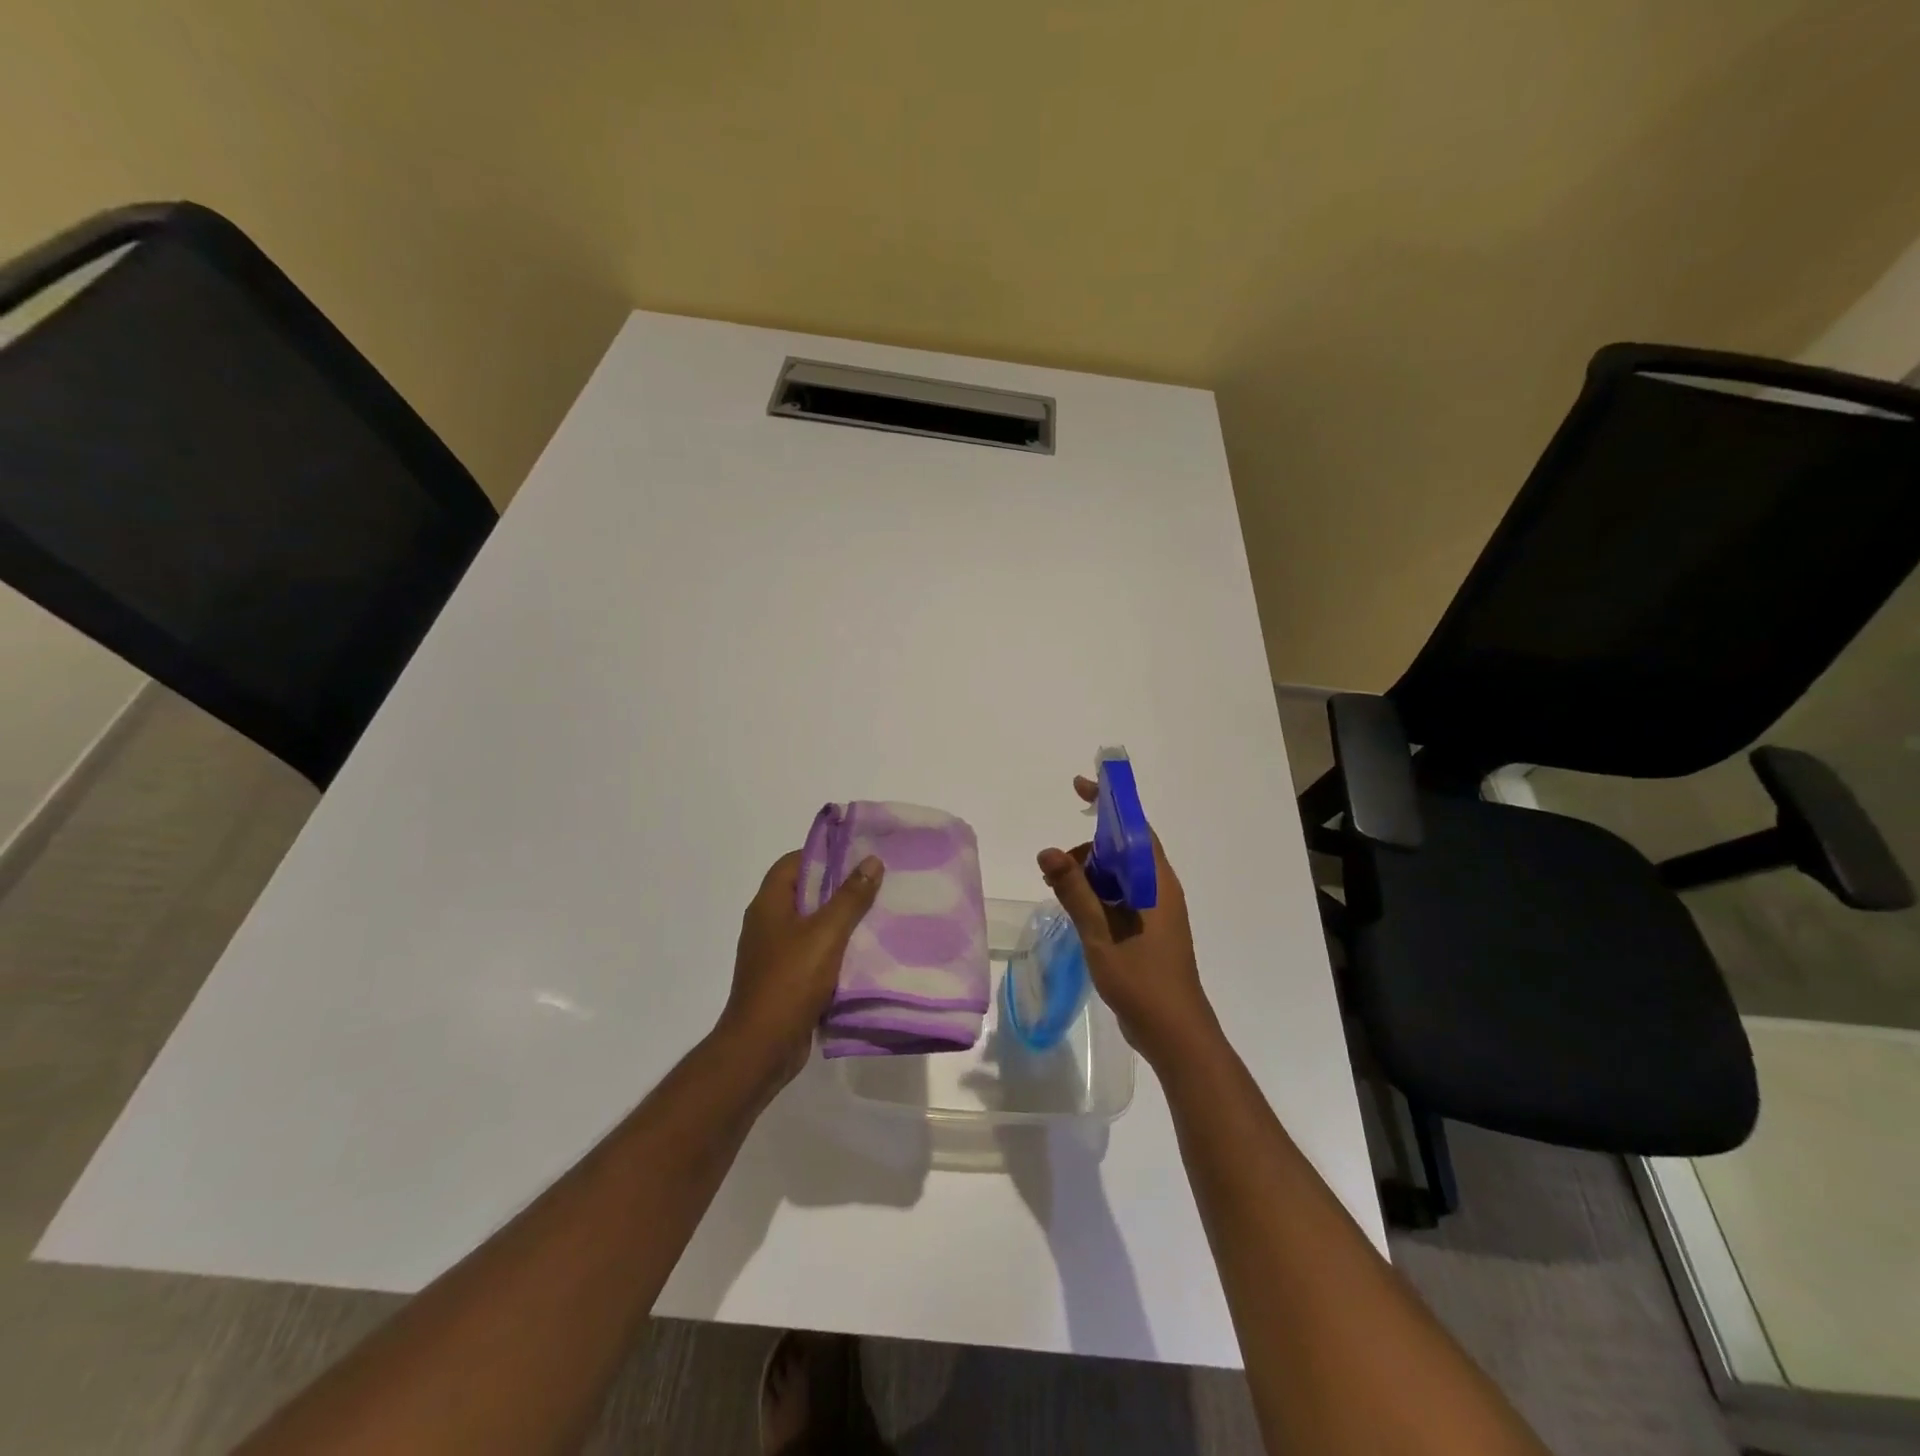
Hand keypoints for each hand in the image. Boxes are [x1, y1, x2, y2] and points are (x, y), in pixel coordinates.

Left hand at [718, 849, 885, 1084]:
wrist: (762, 1047)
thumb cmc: (790, 981)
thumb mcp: (826, 934)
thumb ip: (850, 897)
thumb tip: (871, 860)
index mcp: (769, 904)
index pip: (793, 862)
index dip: (823, 853)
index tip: (857, 852)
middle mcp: (767, 923)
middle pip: (804, 892)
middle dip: (839, 886)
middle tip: (876, 880)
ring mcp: (774, 953)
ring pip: (811, 924)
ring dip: (840, 919)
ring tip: (878, 912)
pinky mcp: (785, 979)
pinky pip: (813, 952)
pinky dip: (836, 948)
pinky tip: (864, 951)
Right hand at [1038, 775, 1218, 1067]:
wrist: (1175, 1032)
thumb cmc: (1141, 979)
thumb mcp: (1100, 932)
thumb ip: (1074, 890)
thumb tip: (1048, 852)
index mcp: (1155, 882)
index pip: (1133, 827)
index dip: (1109, 803)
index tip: (1080, 787)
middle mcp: (1159, 889)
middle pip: (1123, 850)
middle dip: (1088, 850)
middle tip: (1055, 869)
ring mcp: (1156, 911)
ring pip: (1119, 875)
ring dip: (1089, 875)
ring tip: (1058, 891)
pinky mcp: (1148, 930)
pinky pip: (1120, 897)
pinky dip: (1097, 895)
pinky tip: (1076, 911)